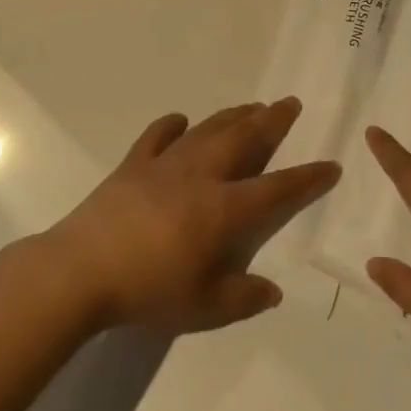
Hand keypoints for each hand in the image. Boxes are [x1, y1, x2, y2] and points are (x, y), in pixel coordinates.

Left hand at [43, 98, 339, 334]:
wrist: (81, 270)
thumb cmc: (148, 290)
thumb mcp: (204, 307)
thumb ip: (243, 297)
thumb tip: (272, 290)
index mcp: (223, 208)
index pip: (276, 188)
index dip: (306, 177)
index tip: (330, 165)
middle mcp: (200, 175)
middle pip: (243, 139)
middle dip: (271, 121)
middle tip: (290, 103)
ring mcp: (163, 165)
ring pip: (207, 131)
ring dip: (232, 116)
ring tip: (251, 106)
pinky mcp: (132, 165)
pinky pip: (156, 137)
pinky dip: (171, 125)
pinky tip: (180, 120)